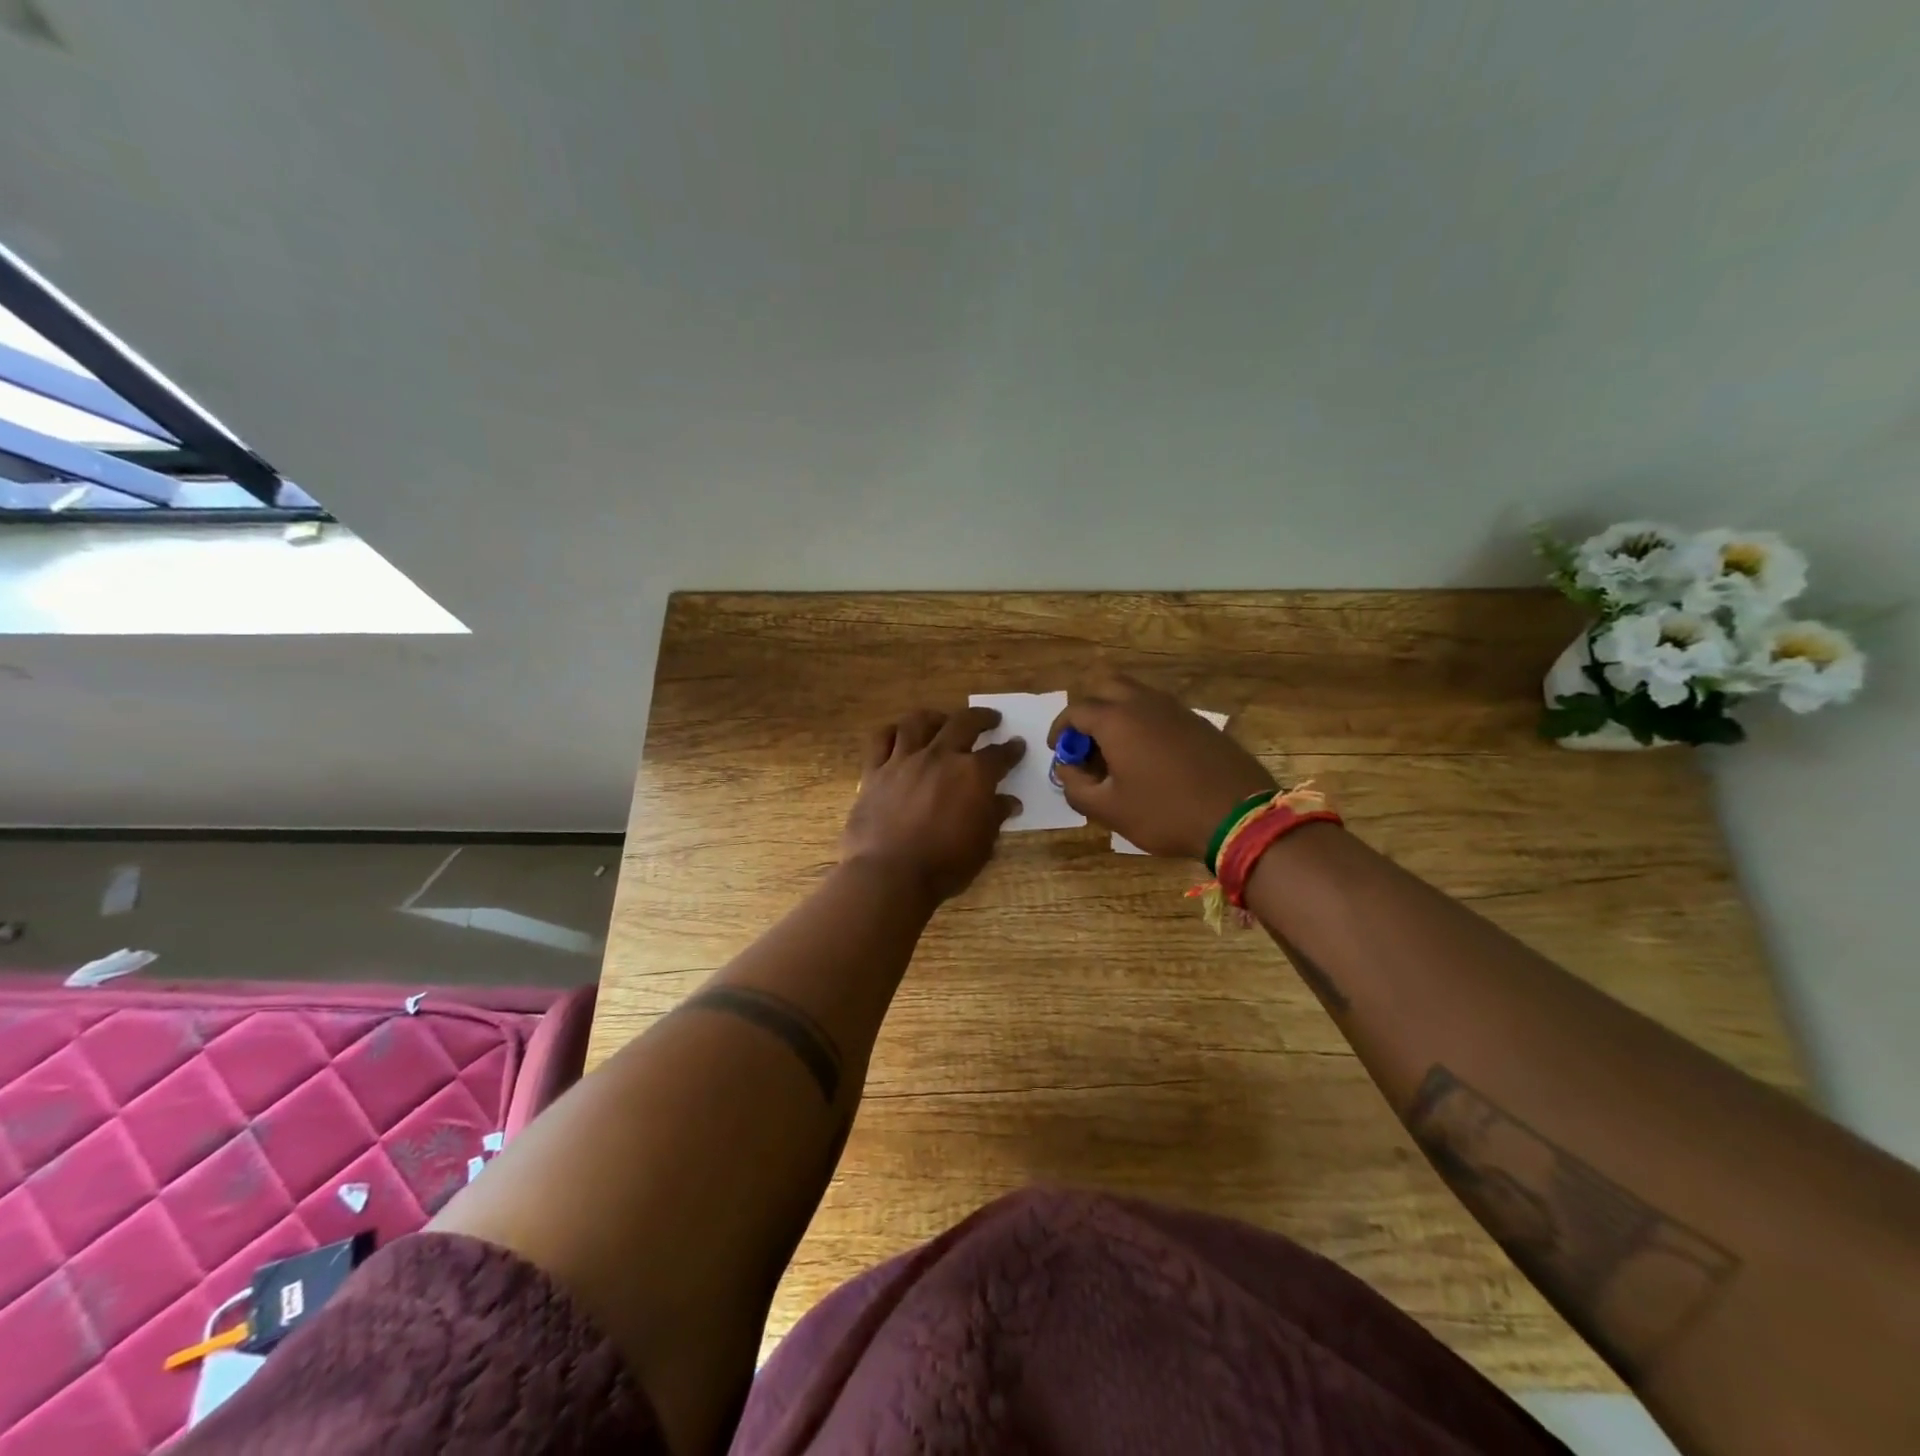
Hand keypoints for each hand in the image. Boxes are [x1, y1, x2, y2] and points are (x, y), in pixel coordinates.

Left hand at [841, 707, 1024, 902]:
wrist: (889, 874)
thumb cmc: (944, 865)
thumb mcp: (982, 846)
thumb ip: (994, 817)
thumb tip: (1009, 802)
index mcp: (973, 775)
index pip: (999, 755)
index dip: (1011, 750)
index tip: (1017, 745)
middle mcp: (940, 756)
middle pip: (963, 723)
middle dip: (981, 718)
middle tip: (990, 719)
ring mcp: (904, 760)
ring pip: (918, 722)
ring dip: (935, 717)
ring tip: (942, 719)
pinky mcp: (874, 771)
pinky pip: (881, 739)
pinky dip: (892, 731)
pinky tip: (899, 734)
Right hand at [1048, 673, 1276, 859]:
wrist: (1240, 816)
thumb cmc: (1165, 812)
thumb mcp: (1109, 810)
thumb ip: (1076, 788)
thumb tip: (1067, 770)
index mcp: (1116, 719)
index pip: (1076, 710)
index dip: (1061, 730)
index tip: (1059, 751)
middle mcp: (1144, 703)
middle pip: (1106, 684)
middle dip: (1089, 708)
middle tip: (1087, 742)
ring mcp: (1176, 709)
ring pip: (1135, 694)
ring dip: (1117, 713)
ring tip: (1115, 752)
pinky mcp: (1198, 722)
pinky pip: (1159, 710)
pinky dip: (1143, 722)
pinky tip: (1148, 757)